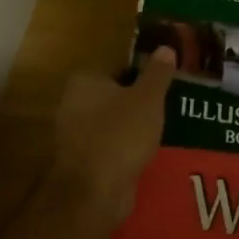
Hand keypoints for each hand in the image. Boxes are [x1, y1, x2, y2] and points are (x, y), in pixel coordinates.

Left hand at [51, 49, 176, 220]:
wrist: (95, 191)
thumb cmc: (121, 134)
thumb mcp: (148, 98)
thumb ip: (157, 73)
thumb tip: (166, 47)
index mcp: (85, 81)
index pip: (118, 68)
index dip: (142, 76)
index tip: (163, 86)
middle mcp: (73, 104)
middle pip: (114, 96)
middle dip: (137, 104)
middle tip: (166, 109)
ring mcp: (74, 135)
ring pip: (112, 124)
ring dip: (133, 129)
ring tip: (162, 133)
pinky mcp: (82, 162)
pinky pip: (110, 147)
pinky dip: (125, 150)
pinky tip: (146, 155)